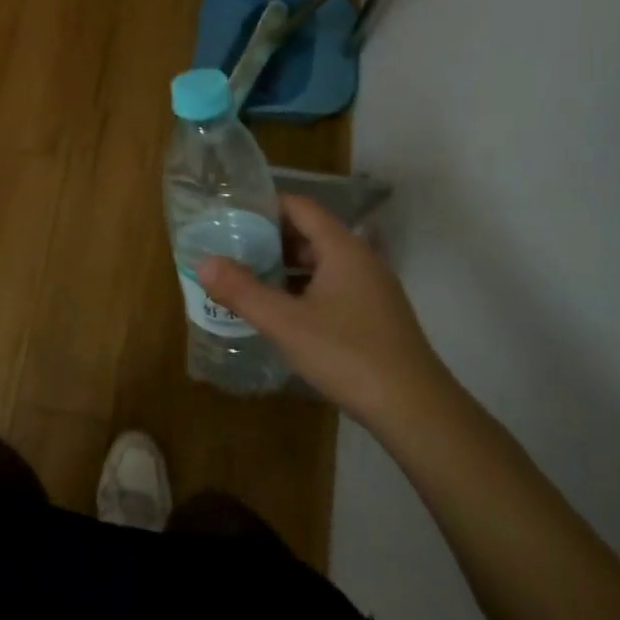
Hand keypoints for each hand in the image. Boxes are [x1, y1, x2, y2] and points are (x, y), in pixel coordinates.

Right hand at [197, 194, 452, 431]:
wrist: (417, 412)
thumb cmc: (348, 355)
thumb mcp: (285, 322)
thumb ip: (242, 290)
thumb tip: (202, 263)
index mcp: (342, 248)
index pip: (300, 207)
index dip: (265, 206)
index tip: (231, 217)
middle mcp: (361, 259)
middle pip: (310, 233)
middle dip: (270, 239)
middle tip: (232, 250)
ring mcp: (372, 289)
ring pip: (321, 263)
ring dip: (286, 267)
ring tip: (249, 279)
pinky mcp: (376, 316)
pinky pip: (333, 287)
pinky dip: (305, 289)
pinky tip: (283, 313)